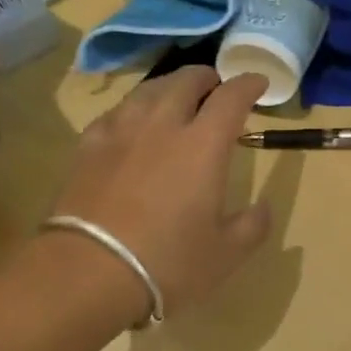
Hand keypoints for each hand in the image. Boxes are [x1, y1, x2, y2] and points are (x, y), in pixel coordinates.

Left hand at [52, 67, 272, 314]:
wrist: (90, 272)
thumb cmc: (168, 263)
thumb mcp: (226, 255)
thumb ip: (253, 226)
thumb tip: (263, 207)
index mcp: (204, 146)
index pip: (230, 99)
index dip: (247, 85)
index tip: (257, 82)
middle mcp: (162, 126)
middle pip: (184, 82)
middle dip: (205, 77)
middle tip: (214, 85)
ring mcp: (120, 133)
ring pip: (146, 92)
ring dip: (167, 87)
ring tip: (173, 96)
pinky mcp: (87, 148)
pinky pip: (114, 114)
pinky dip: (131, 111)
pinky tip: (129, 123)